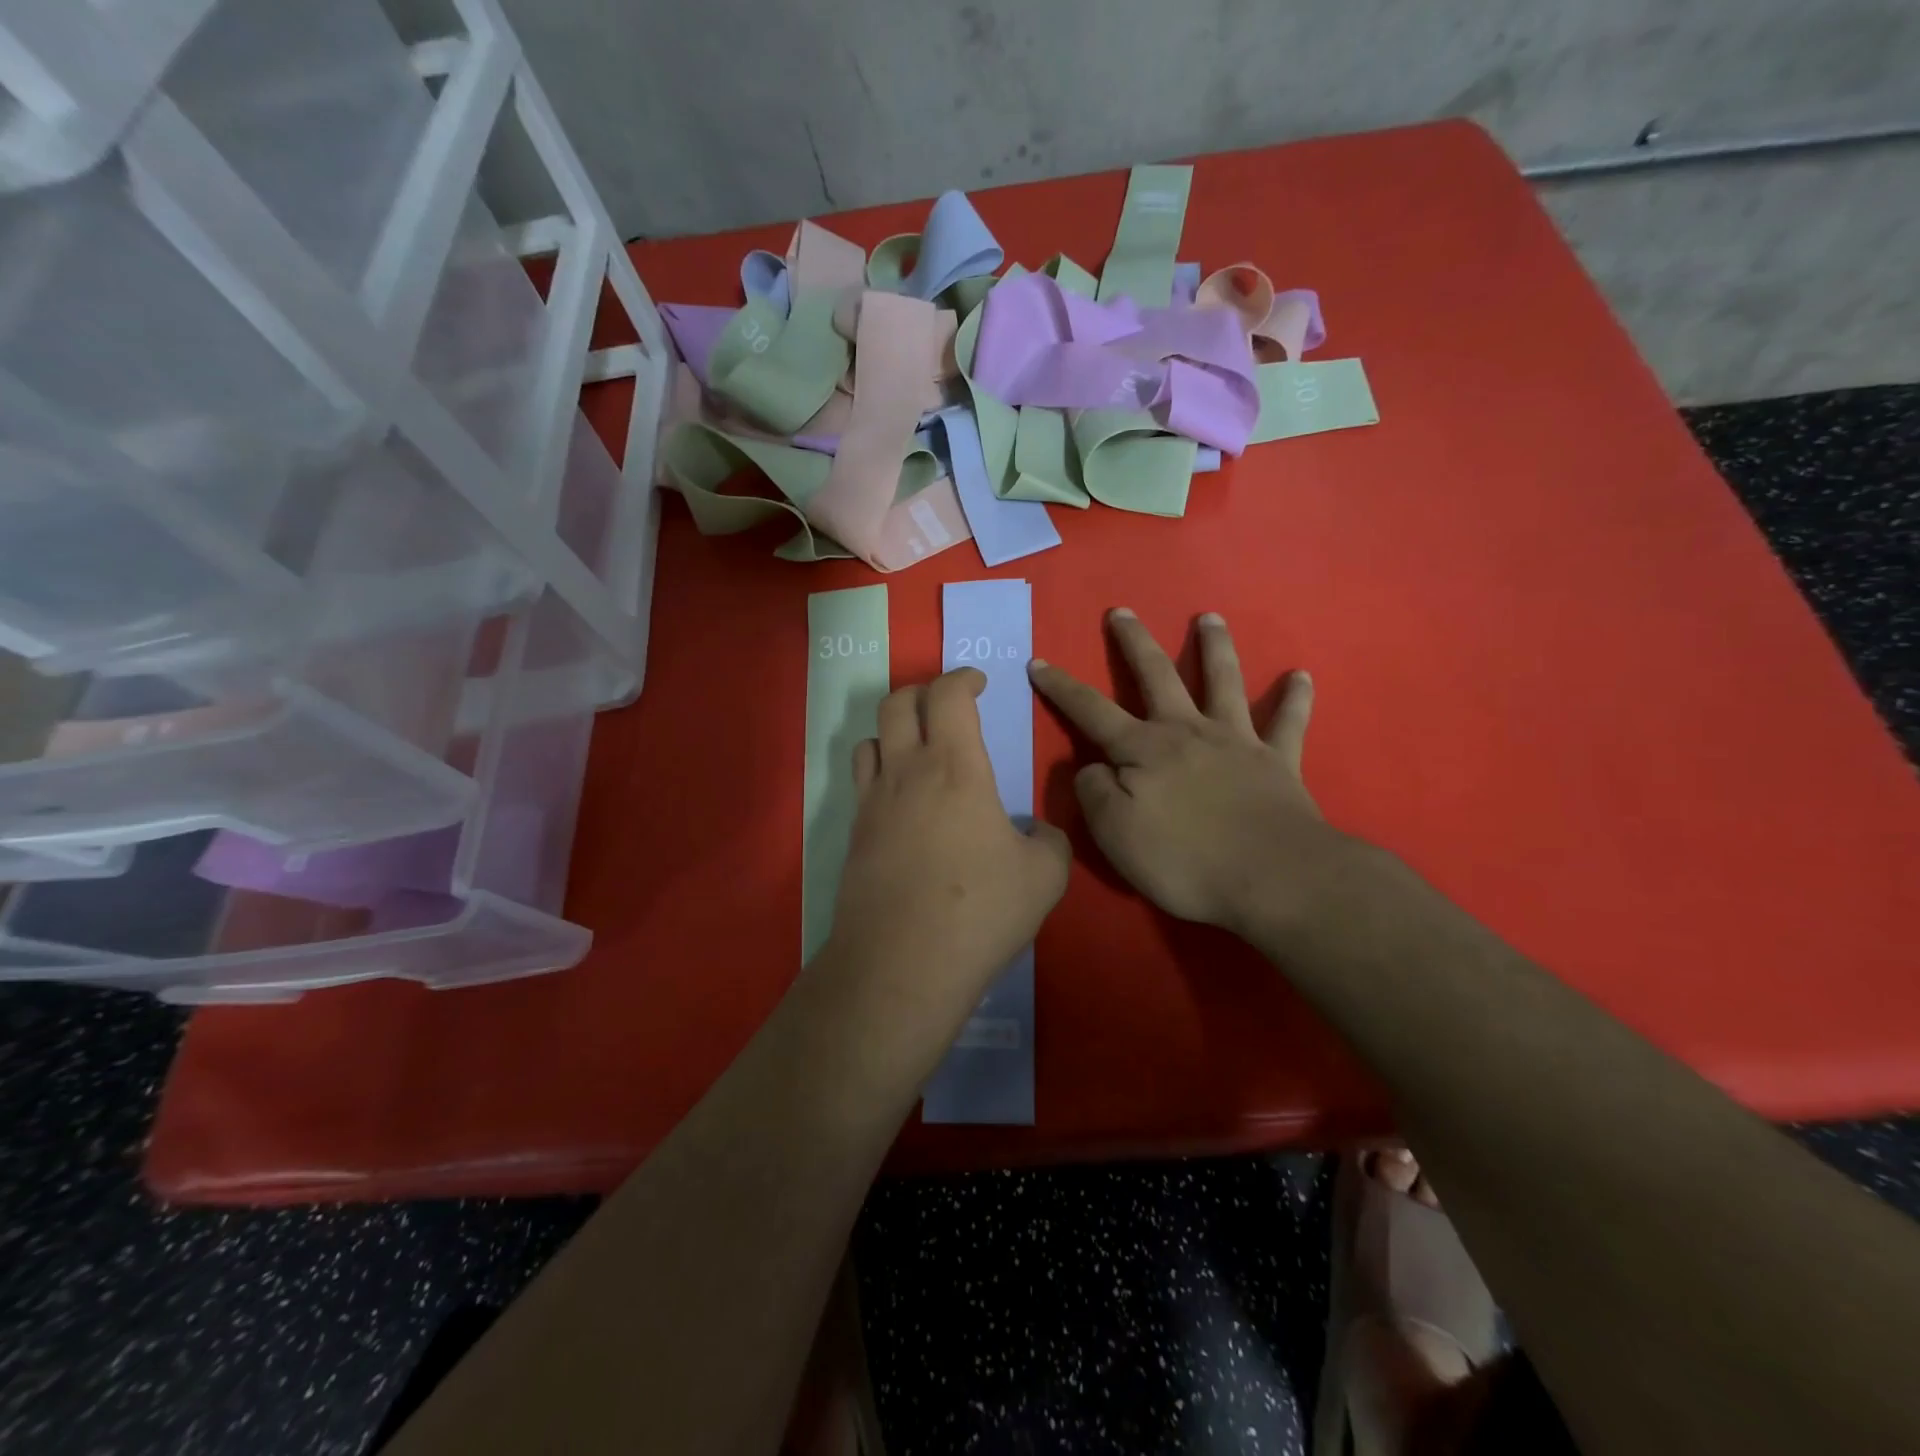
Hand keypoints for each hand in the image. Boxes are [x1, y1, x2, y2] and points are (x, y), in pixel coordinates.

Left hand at [823, 668, 1069, 1045]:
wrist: (903, 962)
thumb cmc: (981, 909)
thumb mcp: (1044, 875)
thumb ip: (1050, 840)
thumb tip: (1038, 832)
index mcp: (955, 767)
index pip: (948, 695)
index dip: (963, 677)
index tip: (979, 683)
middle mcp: (906, 771)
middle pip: (898, 702)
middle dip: (924, 691)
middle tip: (948, 706)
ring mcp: (872, 802)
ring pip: (870, 737)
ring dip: (894, 729)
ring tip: (918, 749)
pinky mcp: (854, 834)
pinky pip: (861, 781)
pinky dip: (880, 770)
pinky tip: (901, 801)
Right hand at [1028, 609, 1364, 943]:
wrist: (1273, 878)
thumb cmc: (1185, 860)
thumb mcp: (1115, 833)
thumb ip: (1095, 793)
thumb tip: (1093, 768)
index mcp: (1144, 749)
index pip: (1091, 710)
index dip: (1062, 687)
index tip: (1039, 662)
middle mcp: (1188, 731)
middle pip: (1157, 675)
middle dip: (1135, 642)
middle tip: (1123, 611)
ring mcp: (1237, 741)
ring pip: (1224, 681)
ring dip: (1215, 647)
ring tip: (1211, 618)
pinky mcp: (1278, 761)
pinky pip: (1288, 723)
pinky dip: (1295, 698)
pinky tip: (1301, 675)